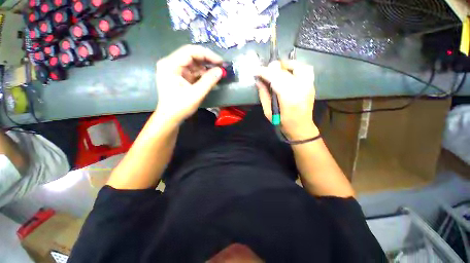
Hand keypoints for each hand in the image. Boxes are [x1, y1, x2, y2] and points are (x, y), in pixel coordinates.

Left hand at [155, 45, 222, 124]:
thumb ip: (209, 81)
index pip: (190, 51)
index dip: (207, 54)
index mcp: (170, 65)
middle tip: (221, 66)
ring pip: (193, 63)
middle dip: (207, 60)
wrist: (170, 118)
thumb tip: (221, 70)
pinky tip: (211, 77)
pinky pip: (192, 71)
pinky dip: (202, 74)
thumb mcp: (196, 94)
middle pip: (191, 55)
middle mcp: (171, 63)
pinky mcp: (179, 76)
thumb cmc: (180, 107)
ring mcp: (175, 70)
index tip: (220, 61)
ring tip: (218, 72)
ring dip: (206, 67)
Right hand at [257, 60, 317, 139]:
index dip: (265, 72)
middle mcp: (301, 89)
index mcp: (289, 98)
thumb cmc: (283, 123)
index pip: (275, 78)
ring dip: (286, 65)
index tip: (256, 71)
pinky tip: (288, 72)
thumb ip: (264, 95)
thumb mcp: (268, 112)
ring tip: (278, 69)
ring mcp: (309, 86)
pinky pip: (306, 69)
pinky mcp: (312, 85)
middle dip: (273, 68)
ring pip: (299, 66)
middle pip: (286, 71)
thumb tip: (258, 81)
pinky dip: (295, 67)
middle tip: (265, 71)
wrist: (301, 128)